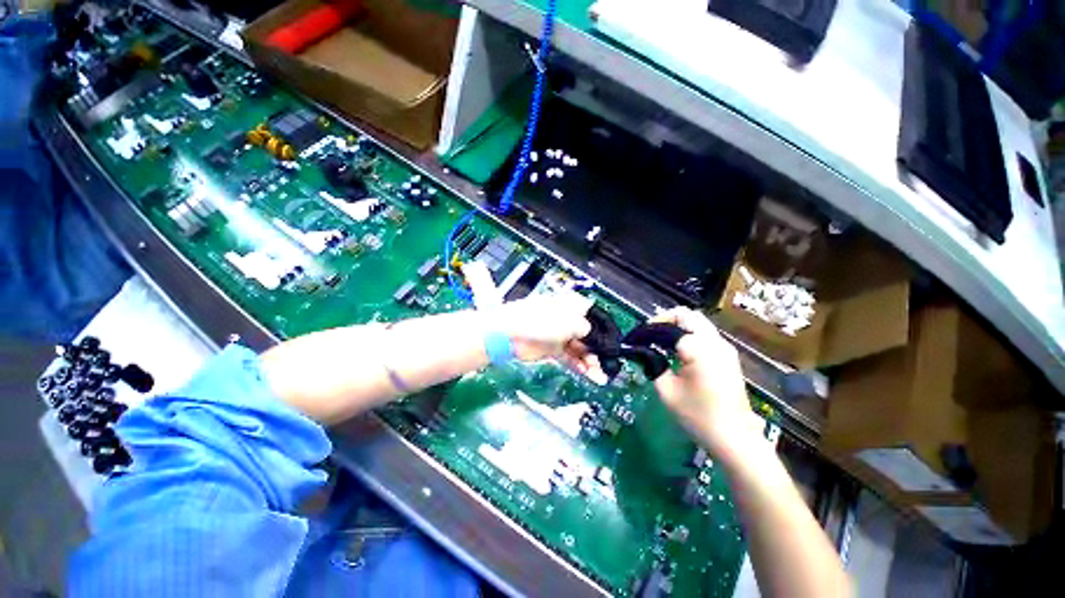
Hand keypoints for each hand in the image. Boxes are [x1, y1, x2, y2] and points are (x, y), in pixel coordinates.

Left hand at [491, 292, 604, 380]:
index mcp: (573, 306)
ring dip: (590, 362)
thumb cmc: (541, 321)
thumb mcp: (570, 322)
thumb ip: (588, 330)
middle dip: (598, 351)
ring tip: (599, 376)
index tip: (613, 348)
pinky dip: (579, 365)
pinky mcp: (552, 349)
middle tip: (607, 366)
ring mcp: (559, 335)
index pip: (595, 318)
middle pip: (589, 336)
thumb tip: (597, 338)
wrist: (510, 334)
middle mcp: (568, 319)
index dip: (605, 333)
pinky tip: (588, 374)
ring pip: (580, 349)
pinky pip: (570, 357)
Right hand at [651, 308, 763, 456]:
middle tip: (651, 334)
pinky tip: (678, 352)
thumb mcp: (666, 390)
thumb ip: (654, 365)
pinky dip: (690, 335)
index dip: (653, 326)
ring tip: (662, 342)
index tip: (639, 337)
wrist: (735, 439)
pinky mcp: (729, 358)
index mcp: (699, 347)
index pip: (672, 323)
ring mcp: (725, 349)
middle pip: (689, 315)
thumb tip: (647, 352)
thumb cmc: (698, 415)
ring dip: (679, 327)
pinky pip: (706, 336)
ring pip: (699, 324)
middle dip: (667, 319)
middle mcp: (715, 342)